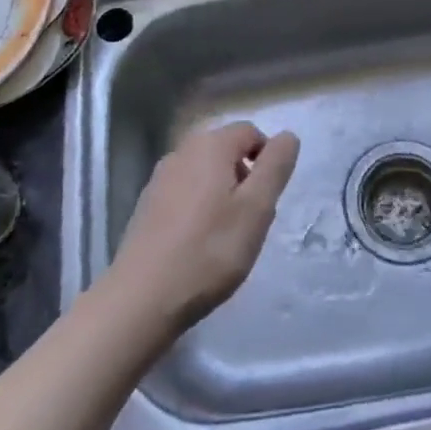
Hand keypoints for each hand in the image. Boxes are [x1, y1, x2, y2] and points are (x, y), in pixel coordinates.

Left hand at [107, 121, 299, 334]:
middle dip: (244, 178)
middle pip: (226, 151)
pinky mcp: (147, 205)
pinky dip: (199, 208)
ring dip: (222, 194)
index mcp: (210, 145)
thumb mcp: (257, 208)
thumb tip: (287, 135)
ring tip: (226, 236)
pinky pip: (184, 193)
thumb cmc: (209, 250)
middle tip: (250, 220)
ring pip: (205, 173)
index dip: (267, 159)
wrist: (142, 297)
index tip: (268, 199)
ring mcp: (160, 178)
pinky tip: (198, 244)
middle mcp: (182, 151)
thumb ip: (275, 166)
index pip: (250, 132)